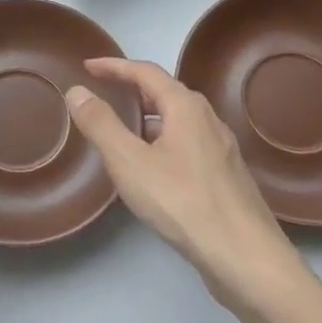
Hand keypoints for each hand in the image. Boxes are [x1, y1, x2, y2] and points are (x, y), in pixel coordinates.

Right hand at [65, 59, 308, 311]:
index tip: (88, 66)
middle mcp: (208, 119)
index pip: (145, 72)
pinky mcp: (225, 175)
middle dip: (133, 89)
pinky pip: (187, 143)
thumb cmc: (182, 201)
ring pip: (178, 120)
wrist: (244, 256)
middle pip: (165, 92)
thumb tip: (76, 90)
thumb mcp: (129, 161)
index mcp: (186, 107)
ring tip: (123, 129)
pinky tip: (153, 167)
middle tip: (104, 93)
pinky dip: (163, 140)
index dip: (114, 66)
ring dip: (149, 117)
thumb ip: (101, 124)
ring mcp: (221, 148)